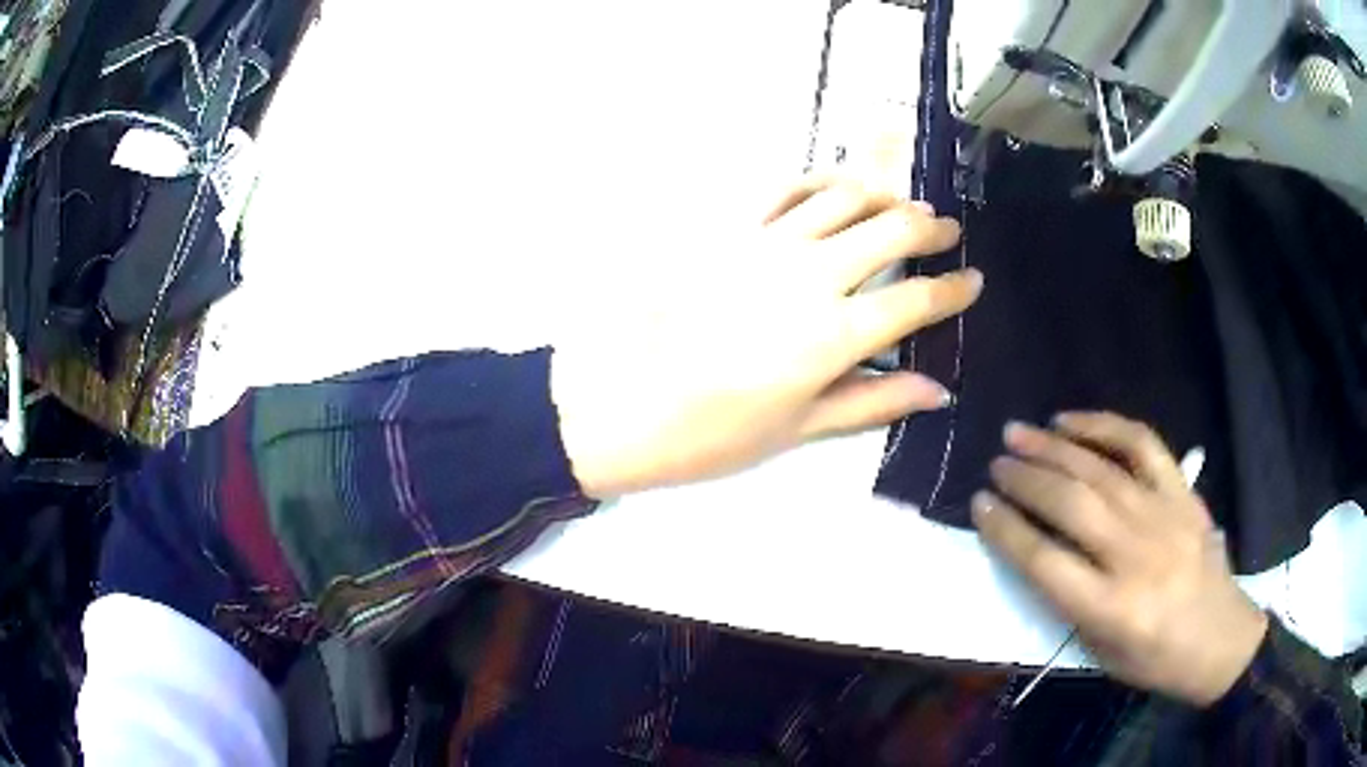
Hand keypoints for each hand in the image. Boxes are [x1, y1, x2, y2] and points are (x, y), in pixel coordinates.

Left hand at [552, 174, 981, 497]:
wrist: (621, 404)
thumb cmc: (712, 433)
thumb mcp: (799, 429)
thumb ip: (872, 402)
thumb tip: (937, 389)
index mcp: (835, 334)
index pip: (916, 301)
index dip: (952, 289)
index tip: (973, 280)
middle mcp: (811, 275)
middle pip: (889, 230)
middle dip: (928, 227)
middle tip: (946, 230)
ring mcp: (766, 243)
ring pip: (841, 196)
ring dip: (880, 194)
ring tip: (898, 203)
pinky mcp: (726, 229)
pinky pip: (782, 188)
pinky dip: (815, 181)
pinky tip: (830, 189)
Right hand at [972, 413, 1269, 706]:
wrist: (1221, 638)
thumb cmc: (1156, 660)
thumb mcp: (1102, 653)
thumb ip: (1070, 603)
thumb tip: (1037, 551)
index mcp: (1113, 608)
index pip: (1046, 562)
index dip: (1006, 531)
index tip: (979, 505)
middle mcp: (1137, 556)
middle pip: (1071, 505)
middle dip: (1025, 480)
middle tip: (995, 464)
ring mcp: (1164, 515)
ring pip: (1101, 469)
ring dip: (1053, 447)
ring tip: (1018, 433)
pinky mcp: (1182, 493)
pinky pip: (1143, 445)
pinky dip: (1106, 426)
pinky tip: (1074, 421)